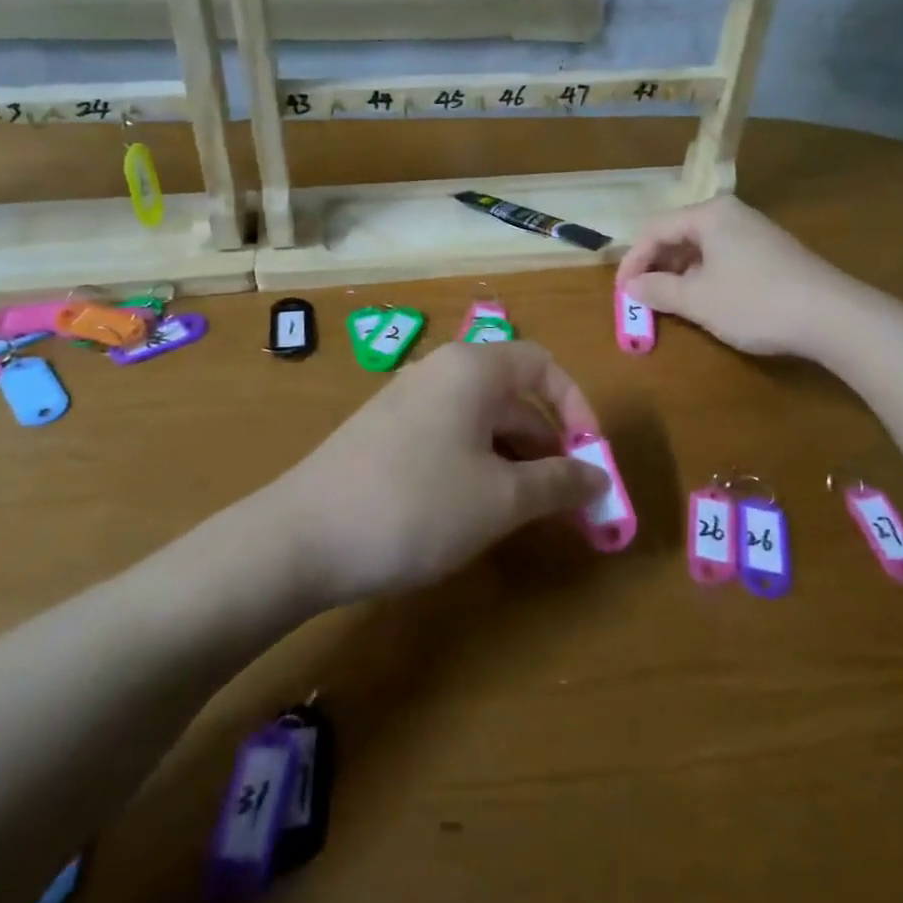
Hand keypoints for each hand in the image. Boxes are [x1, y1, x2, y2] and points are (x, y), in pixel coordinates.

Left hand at [263, 341, 607, 605]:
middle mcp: (440, 373)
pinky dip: (477, 467)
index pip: (543, 365)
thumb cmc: (417, 505)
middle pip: (513, 397)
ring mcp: (408, 402)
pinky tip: (475, 512)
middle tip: (567, 501)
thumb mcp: (501, 498)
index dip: (577, 407)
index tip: (590, 457)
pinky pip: (450, 438)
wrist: (302, 537)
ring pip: (481, 422)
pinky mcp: (386, 434)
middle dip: (547, 446)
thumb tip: (600, 478)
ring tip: (525, 514)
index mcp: (473, 369)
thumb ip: (559, 483)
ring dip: (514, 462)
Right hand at [616, 195, 838, 356]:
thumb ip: (657, 291)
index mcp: (710, 214)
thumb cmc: (755, 302)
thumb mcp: (698, 301)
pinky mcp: (770, 252)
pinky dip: (702, 277)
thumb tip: (630, 288)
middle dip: (655, 267)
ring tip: (667, 304)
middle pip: (677, 235)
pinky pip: (721, 258)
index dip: (632, 262)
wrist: (834, 317)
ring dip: (678, 275)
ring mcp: (753, 232)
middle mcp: (731, 214)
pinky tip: (702, 301)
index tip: (621, 293)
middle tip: (641, 299)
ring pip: (700, 248)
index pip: (654, 230)